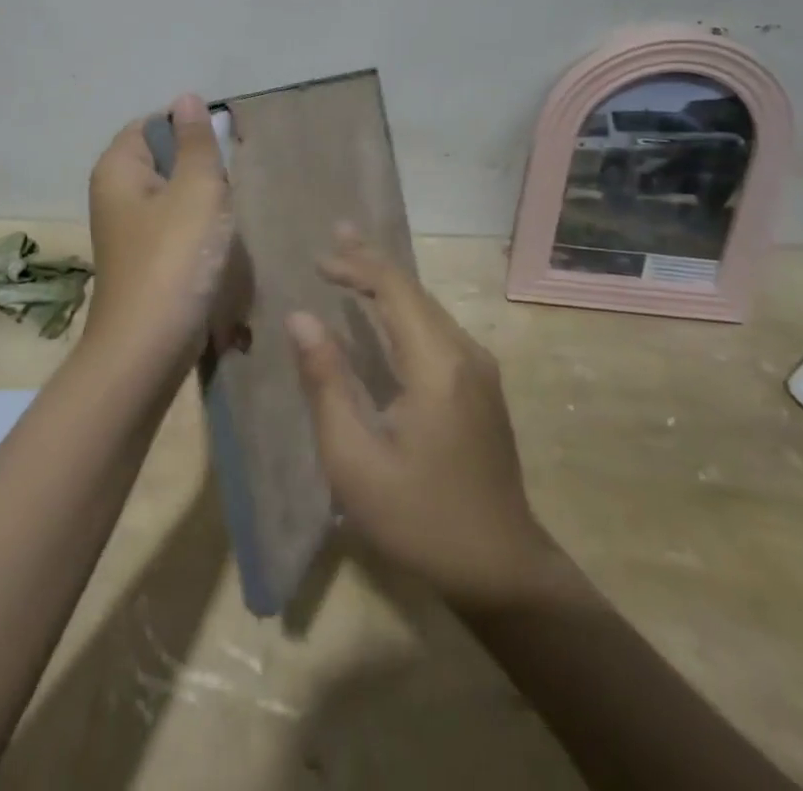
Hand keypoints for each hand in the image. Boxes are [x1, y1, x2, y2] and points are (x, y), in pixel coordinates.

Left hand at [85, 93, 233, 371]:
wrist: (148, 347)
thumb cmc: (175, 257)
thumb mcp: (197, 188)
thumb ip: (196, 141)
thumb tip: (186, 97)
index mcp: (117, 168)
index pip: (153, 124)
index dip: (189, 130)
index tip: (223, 150)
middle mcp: (113, 194)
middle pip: (164, 160)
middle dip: (200, 170)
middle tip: (228, 189)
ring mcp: (126, 231)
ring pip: (173, 197)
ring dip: (203, 205)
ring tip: (224, 222)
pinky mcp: (142, 261)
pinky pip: (173, 230)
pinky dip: (196, 234)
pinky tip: (215, 250)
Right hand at [288, 229, 558, 609]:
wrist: (501, 570)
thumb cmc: (419, 518)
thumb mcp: (355, 459)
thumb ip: (326, 382)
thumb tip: (301, 318)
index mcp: (436, 365)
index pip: (395, 290)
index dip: (356, 266)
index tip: (317, 259)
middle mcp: (465, 353)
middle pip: (414, 290)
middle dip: (372, 261)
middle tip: (336, 232)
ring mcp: (479, 369)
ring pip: (427, 307)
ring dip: (388, 282)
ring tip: (352, 260)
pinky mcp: (481, 385)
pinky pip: (436, 329)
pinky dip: (403, 308)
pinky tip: (384, 310)